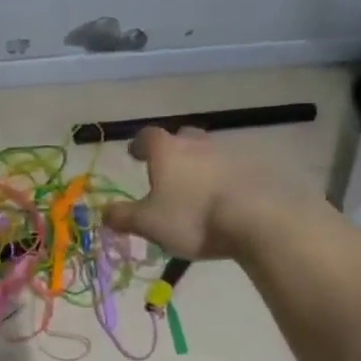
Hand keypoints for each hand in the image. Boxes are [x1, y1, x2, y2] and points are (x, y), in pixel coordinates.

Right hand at [102, 126, 302, 259]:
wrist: (256, 220)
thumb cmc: (192, 218)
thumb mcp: (148, 223)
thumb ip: (123, 216)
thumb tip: (104, 212)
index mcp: (167, 150)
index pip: (147, 137)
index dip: (139, 145)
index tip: (135, 156)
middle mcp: (197, 143)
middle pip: (181, 138)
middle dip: (173, 151)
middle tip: (167, 171)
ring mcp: (229, 153)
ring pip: (208, 153)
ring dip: (200, 166)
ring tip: (196, 190)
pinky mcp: (255, 169)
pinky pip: (232, 169)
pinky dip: (223, 179)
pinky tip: (223, 199)